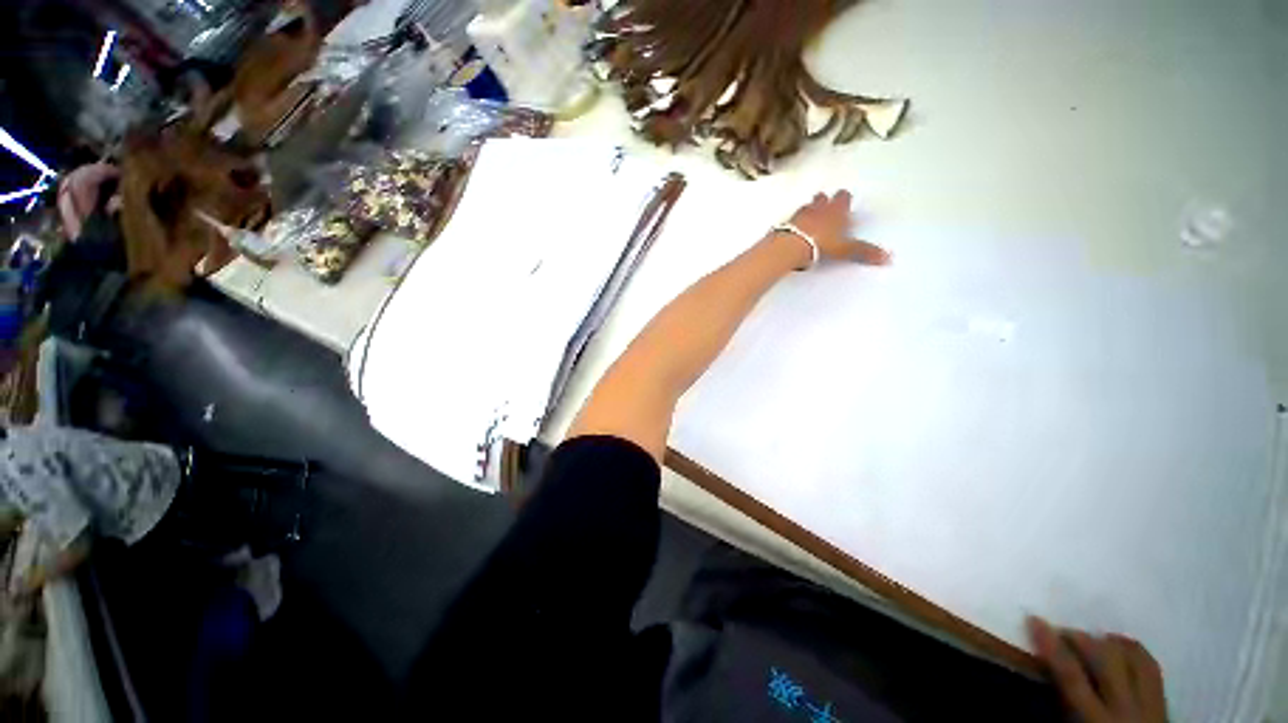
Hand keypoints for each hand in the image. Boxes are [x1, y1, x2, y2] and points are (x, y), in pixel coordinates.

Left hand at [785, 190, 890, 265]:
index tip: (845, 203)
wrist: (792, 245)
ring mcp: (801, 214)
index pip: (843, 197)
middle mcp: (819, 208)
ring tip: (810, 219)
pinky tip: (795, 230)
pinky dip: (794, 222)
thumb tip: (887, 258)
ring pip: (807, 206)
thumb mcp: (845, 250)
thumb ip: (864, 253)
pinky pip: (791, 219)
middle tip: (827, 208)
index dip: (844, 200)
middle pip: (823, 198)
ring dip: (809, 210)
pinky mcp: (787, 223)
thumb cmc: (821, 244)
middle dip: (825, 202)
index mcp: (837, 211)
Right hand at [1027, 616, 1166, 722]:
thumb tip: (1043, 670)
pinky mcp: (1164, 702)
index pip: (1070, 675)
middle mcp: (1125, 707)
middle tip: (1062, 630)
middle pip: (1105, 659)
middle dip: (1082, 639)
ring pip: (1132, 658)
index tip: (1034, 620)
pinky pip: (1152, 667)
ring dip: (1109, 642)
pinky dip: (1134, 651)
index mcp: (1095, 719)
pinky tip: (1121, 646)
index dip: (1051, 646)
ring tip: (1093, 637)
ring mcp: (1150, 704)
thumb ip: (1063, 706)